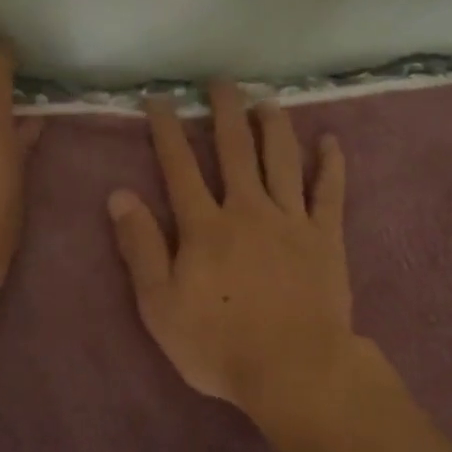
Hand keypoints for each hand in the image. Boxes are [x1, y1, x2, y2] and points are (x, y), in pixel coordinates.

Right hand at [107, 82, 352, 412]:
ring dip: (274, 125)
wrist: (293, 369)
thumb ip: (140, 247)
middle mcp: (248, 209)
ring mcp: (292, 220)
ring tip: (268, 101)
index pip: (180, 166)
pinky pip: (330, 192)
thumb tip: (120, 195)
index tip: (160, 99)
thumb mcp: (160, 305)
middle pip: (235, 149)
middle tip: (221, 82)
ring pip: (283, 159)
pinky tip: (331, 141)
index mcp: (205, 226)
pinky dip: (331, 164)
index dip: (167, 129)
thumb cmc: (219, 344)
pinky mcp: (326, 237)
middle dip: (225, 111)